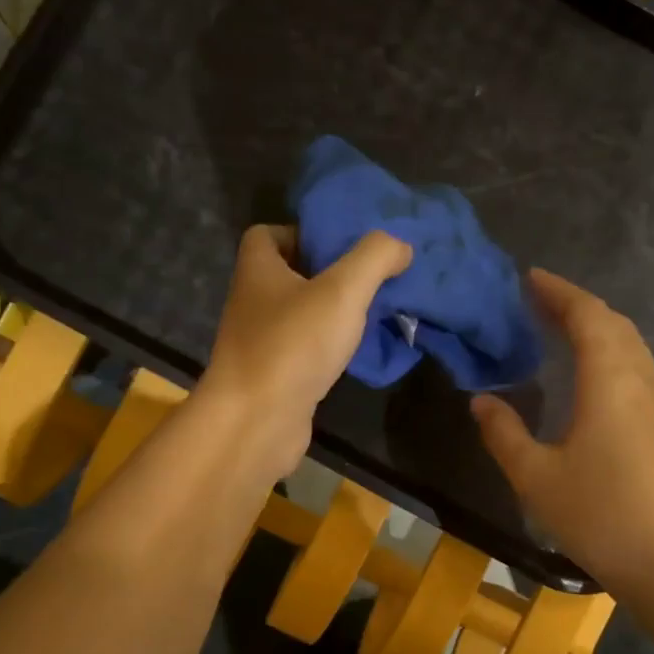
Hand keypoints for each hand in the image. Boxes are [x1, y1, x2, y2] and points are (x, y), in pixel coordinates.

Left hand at [200, 225, 412, 476]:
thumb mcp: (342, 291)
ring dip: (332, 313)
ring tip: (374, 313)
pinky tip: (358, 353)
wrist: (256, 422)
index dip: (301, 231)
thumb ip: (374, 258)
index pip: (266, 235)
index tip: (339, 243)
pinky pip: (305, 351)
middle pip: (289, 275)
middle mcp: (253, 303)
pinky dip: (329, 349)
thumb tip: (400, 244)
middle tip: (370, 277)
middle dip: (328, 273)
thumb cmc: (293, 345)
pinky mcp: (274, 378)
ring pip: (300, 316)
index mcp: (258, 271)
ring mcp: (261, 344)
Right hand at [471, 269, 653, 592]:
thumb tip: (482, 400)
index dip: (559, 292)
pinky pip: (638, 368)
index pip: (588, 316)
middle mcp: (642, 381)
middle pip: (614, 324)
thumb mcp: (537, 477)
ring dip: (598, 327)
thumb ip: (504, 433)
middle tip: (539, 300)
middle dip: (577, 305)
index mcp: (611, 382)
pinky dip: (612, 352)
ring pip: (631, 346)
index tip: (530, 277)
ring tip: (561, 329)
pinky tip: (592, 375)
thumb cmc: (600, 516)